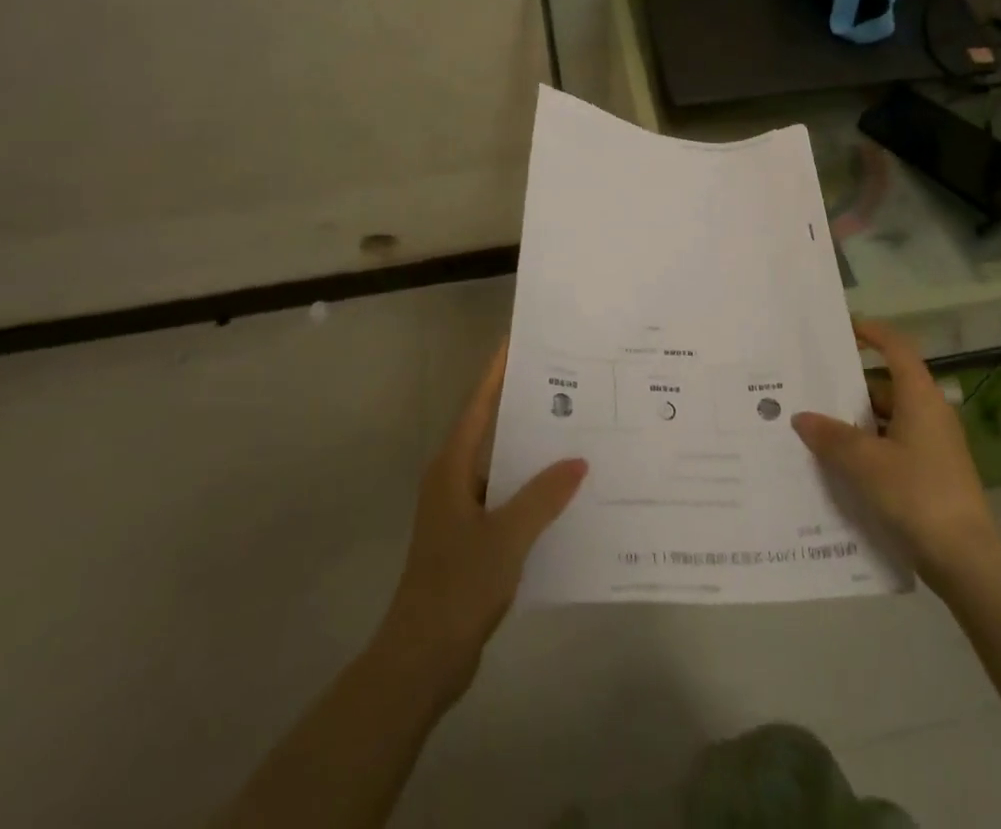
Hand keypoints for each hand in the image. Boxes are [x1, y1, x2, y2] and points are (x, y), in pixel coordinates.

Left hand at [375, 343, 585, 703]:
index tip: (518, 341)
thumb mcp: (507, 536)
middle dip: (525, 407)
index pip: (479, 405)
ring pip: (502, 466)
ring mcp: (460, 510)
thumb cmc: (458, 586)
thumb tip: (579, 460)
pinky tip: (564, 493)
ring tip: (576, 432)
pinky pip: (505, 498)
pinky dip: (531, 490)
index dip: (497, 372)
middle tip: (568, 384)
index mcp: (452, 467)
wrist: (421, 659)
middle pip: (491, 429)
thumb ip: (544, 495)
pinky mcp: (470, 538)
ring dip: (532, 452)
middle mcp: (453, 479)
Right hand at [792, 319, 999, 584]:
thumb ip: (831, 437)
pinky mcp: (934, 474)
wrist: (966, 561)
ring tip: (818, 427)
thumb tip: (802, 417)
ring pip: (890, 419)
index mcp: (921, 398)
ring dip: (858, 421)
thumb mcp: (865, 463)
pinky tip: (842, 465)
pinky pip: (895, 446)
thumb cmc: (917, 495)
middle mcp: (931, 414)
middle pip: (888, 385)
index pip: (897, 348)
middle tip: (814, 386)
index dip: (872, 333)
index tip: (843, 328)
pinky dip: (870, 448)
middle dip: (852, 385)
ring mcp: (935, 446)